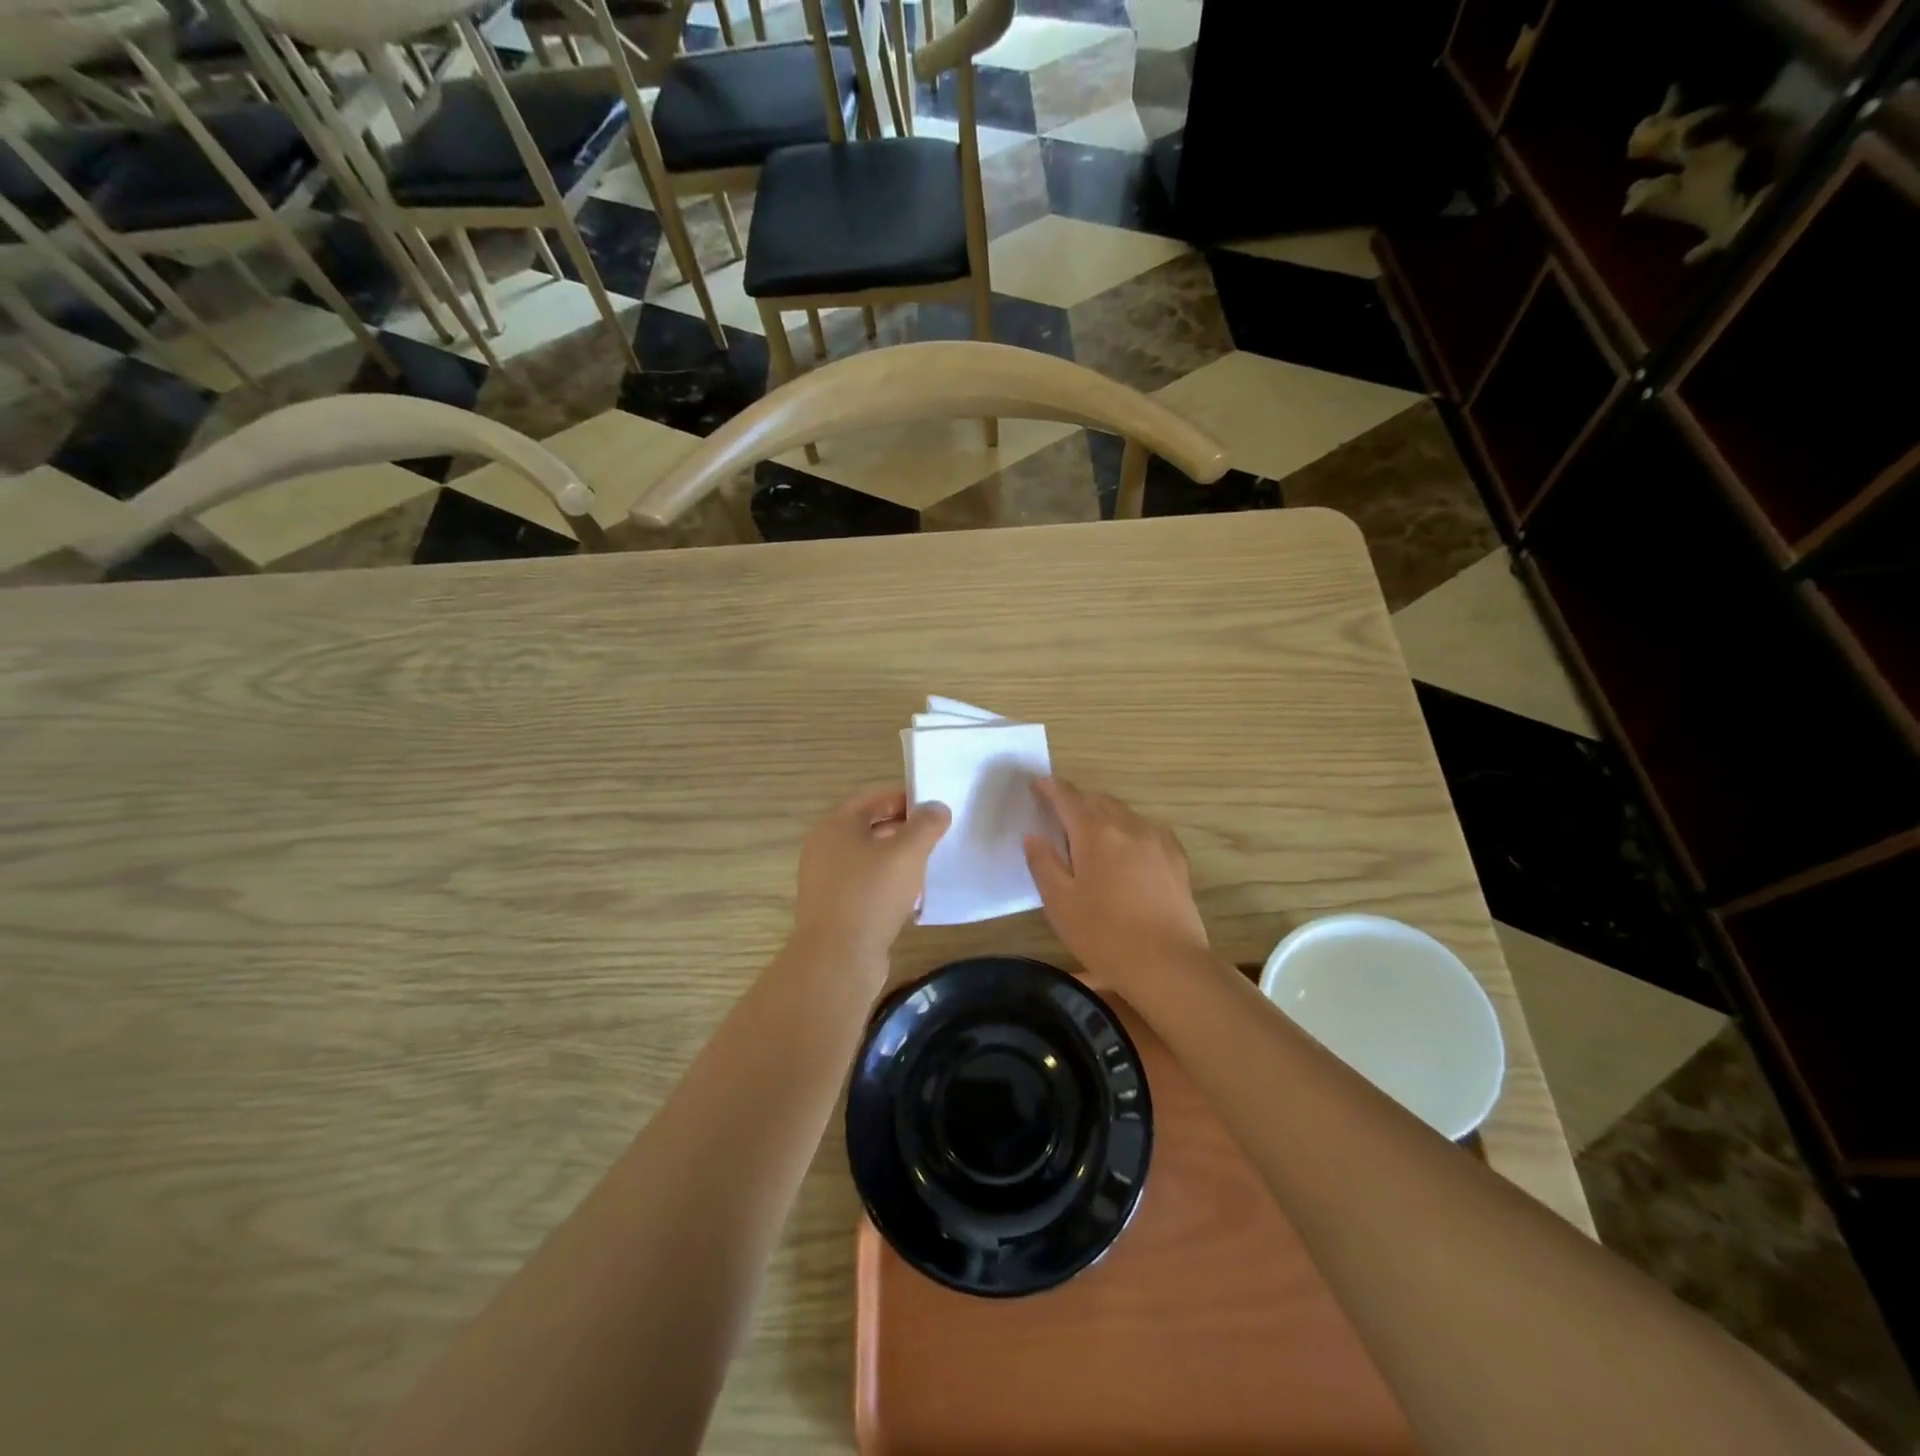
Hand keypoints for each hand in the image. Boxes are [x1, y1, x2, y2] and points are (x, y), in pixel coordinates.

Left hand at [789, 785, 950, 974]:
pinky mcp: (834, 908)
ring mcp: (826, 880)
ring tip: (928, 863)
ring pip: (868, 857)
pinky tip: (912, 896)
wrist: (837, 958)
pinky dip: (887, 883)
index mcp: (836, 825)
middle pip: (869, 826)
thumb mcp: (907, 852)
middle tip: (936, 834)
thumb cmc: (871, 893)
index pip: (873, 797)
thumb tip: (937, 807)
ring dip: (897, 857)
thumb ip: (926, 824)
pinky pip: (865, 885)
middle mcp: (824, 848)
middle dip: (903, 827)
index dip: (904, 797)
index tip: (934, 806)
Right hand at [1023, 777, 1208, 992]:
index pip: (1068, 798)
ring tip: (1090, 829)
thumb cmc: (1104, 934)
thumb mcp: (1060, 902)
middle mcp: (1128, 826)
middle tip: (1058, 809)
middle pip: (1098, 801)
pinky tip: (1128, 845)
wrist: (1168, 964)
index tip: (1037, 783)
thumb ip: (1043, 863)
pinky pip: (1147, 829)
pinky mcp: (1176, 858)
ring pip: (1124, 813)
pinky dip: (1129, 828)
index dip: (1050, 788)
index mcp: (1095, 832)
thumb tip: (1033, 835)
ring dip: (1103, 813)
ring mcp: (1157, 840)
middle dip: (1076, 800)